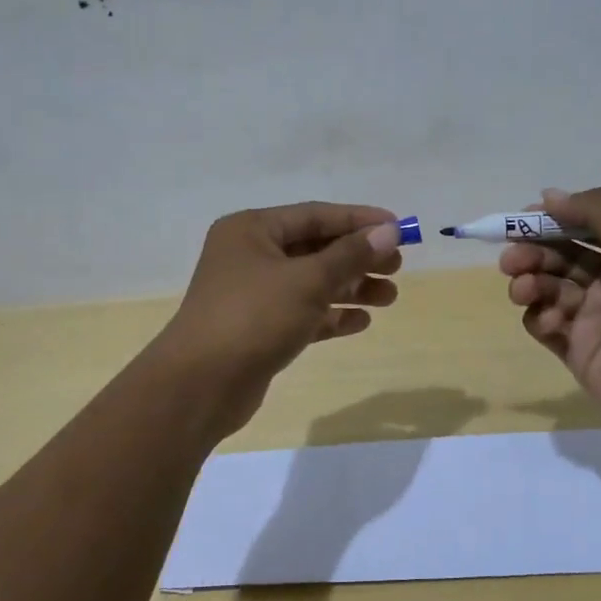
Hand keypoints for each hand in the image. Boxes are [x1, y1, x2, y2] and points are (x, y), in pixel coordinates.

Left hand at [156, 202, 403, 431]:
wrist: (200, 386)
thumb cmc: (253, 317)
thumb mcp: (307, 281)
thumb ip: (350, 255)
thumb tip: (389, 231)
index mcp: (252, 230)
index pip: (316, 215)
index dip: (359, 220)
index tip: (400, 228)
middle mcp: (250, 255)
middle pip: (315, 248)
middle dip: (357, 258)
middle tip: (397, 267)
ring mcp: (253, 294)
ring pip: (311, 282)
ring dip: (350, 288)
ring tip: (389, 297)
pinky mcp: (259, 328)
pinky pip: (303, 312)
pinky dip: (331, 315)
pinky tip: (361, 322)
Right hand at [501, 187, 600, 457]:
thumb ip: (597, 212)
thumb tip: (549, 195)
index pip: (583, 227)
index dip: (552, 221)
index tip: (523, 220)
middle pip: (559, 256)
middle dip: (532, 252)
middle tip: (512, 259)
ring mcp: (593, 316)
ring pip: (547, 288)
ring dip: (529, 282)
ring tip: (522, 289)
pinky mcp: (577, 349)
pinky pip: (545, 325)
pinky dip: (540, 318)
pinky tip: (551, 322)